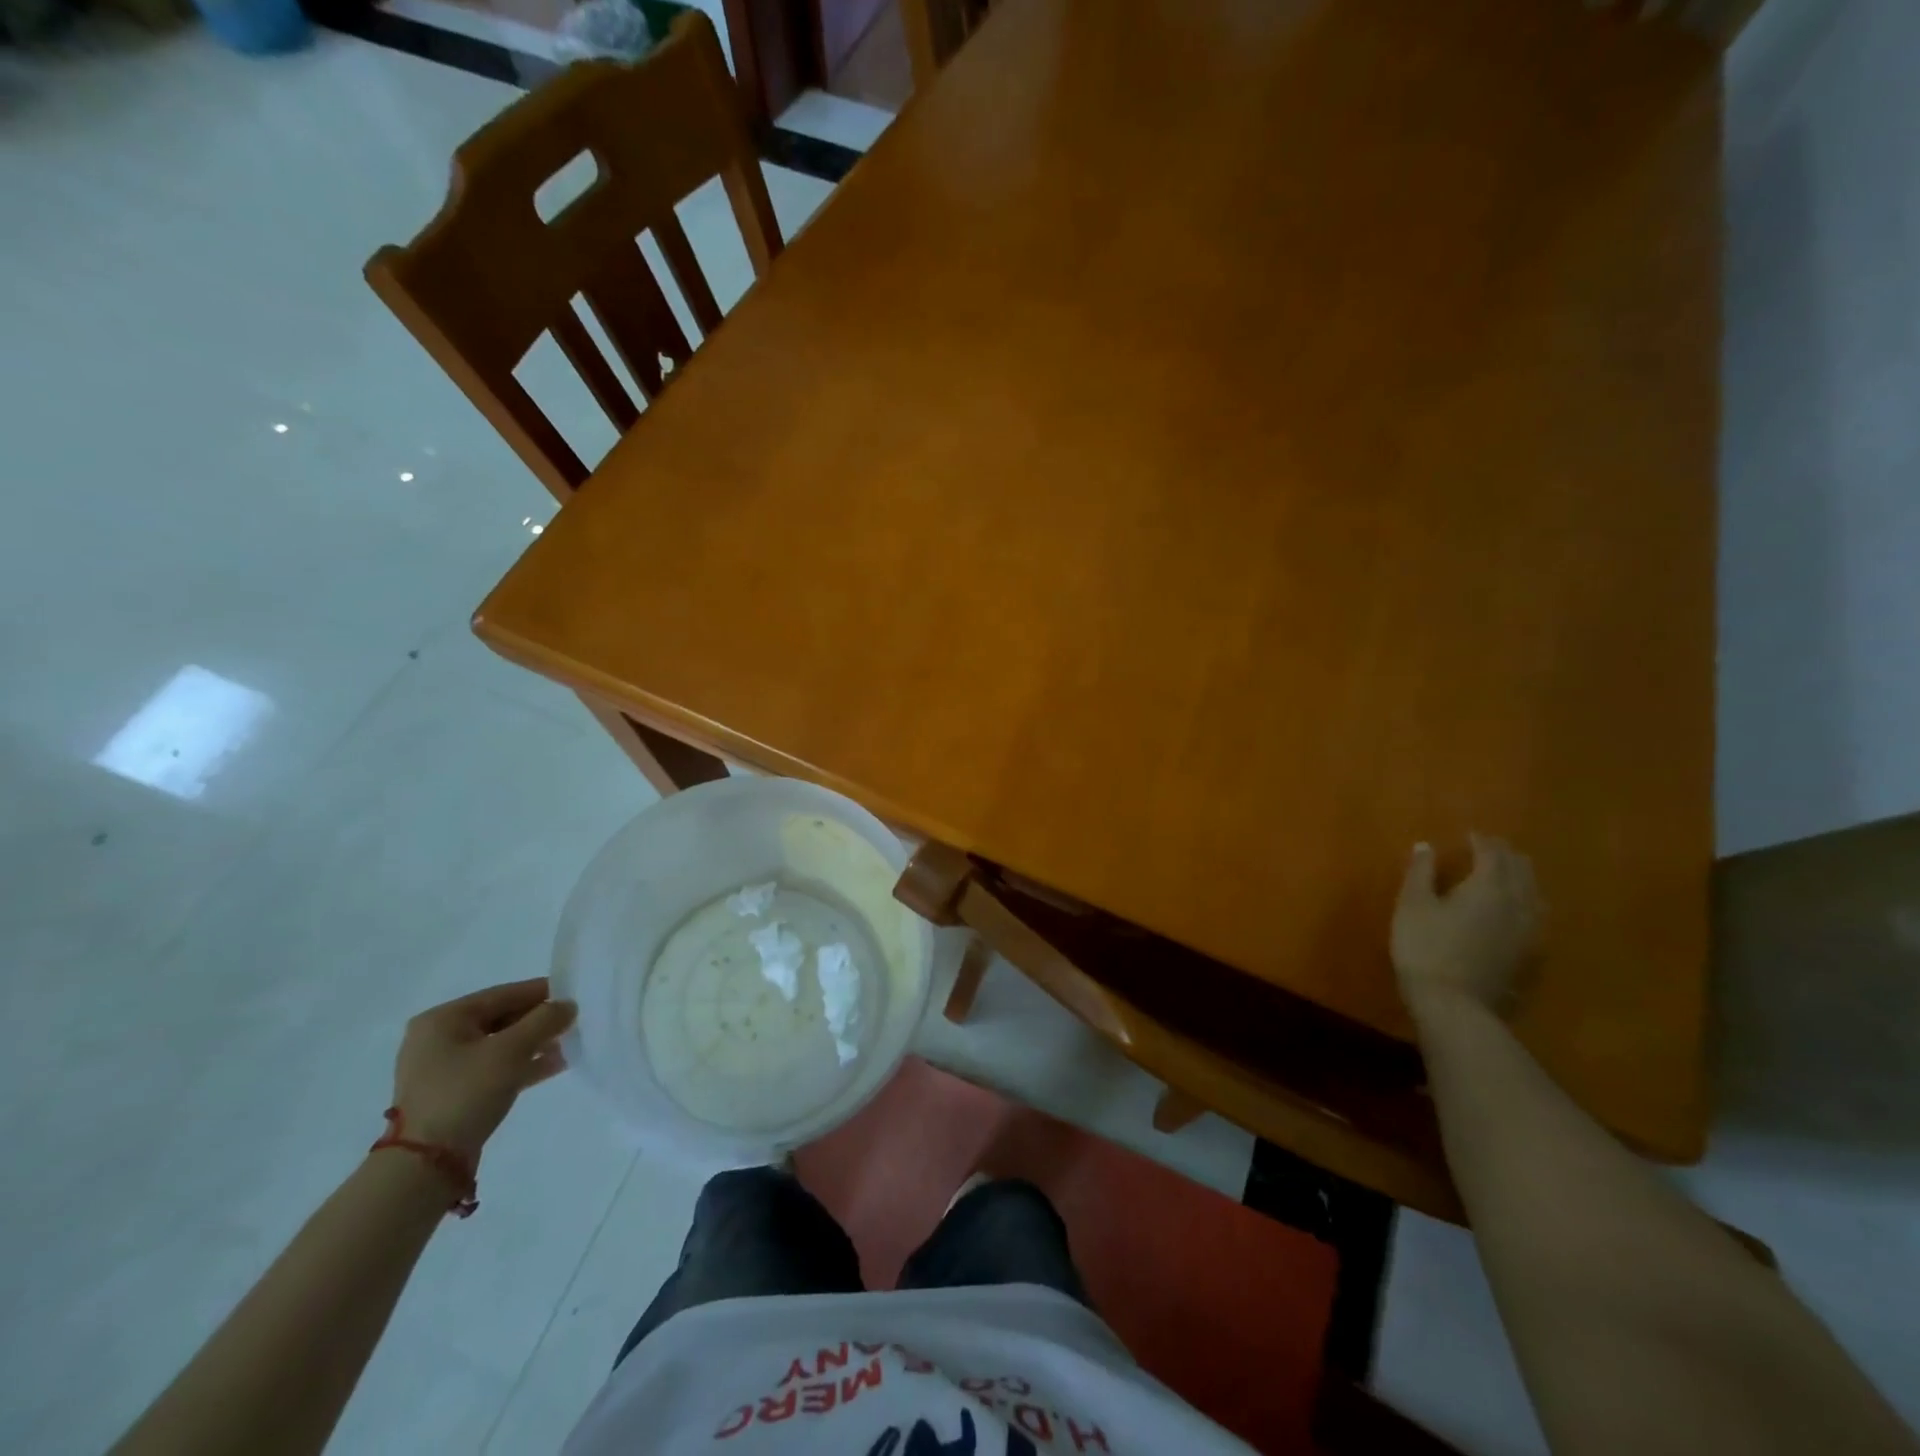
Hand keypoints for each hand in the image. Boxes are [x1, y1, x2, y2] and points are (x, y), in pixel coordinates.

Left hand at [391, 980, 576, 1157]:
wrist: (425, 1165)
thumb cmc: (464, 1093)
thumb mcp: (511, 1050)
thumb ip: (544, 1021)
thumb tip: (568, 1005)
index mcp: (443, 1019)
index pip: (502, 994)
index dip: (541, 992)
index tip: (574, 994)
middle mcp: (438, 1038)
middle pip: (501, 1018)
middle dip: (539, 1021)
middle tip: (574, 1021)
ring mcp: (444, 1069)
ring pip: (500, 1045)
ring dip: (535, 1044)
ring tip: (570, 1043)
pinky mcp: (454, 1094)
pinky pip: (495, 1068)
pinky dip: (523, 1064)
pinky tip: (554, 1065)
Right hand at [1390, 834, 1541, 1015]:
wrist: (1454, 1003)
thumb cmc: (1425, 947)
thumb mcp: (1412, 905)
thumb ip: (1421, 873)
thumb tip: (1426, 846)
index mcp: (1488, 886)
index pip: (1492, 854)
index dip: (1482, 841)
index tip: (1471, 834)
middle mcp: (1517, 903)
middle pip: (1521, 871)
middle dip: (1507, 856)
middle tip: (1491, 848)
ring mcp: (1529, 931)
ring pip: (1534, 894)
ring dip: (1523, 878)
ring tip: (1510, 873)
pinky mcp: (1530, 954)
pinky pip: (1537, 918)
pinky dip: (1528, 903)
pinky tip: (1520, 910)